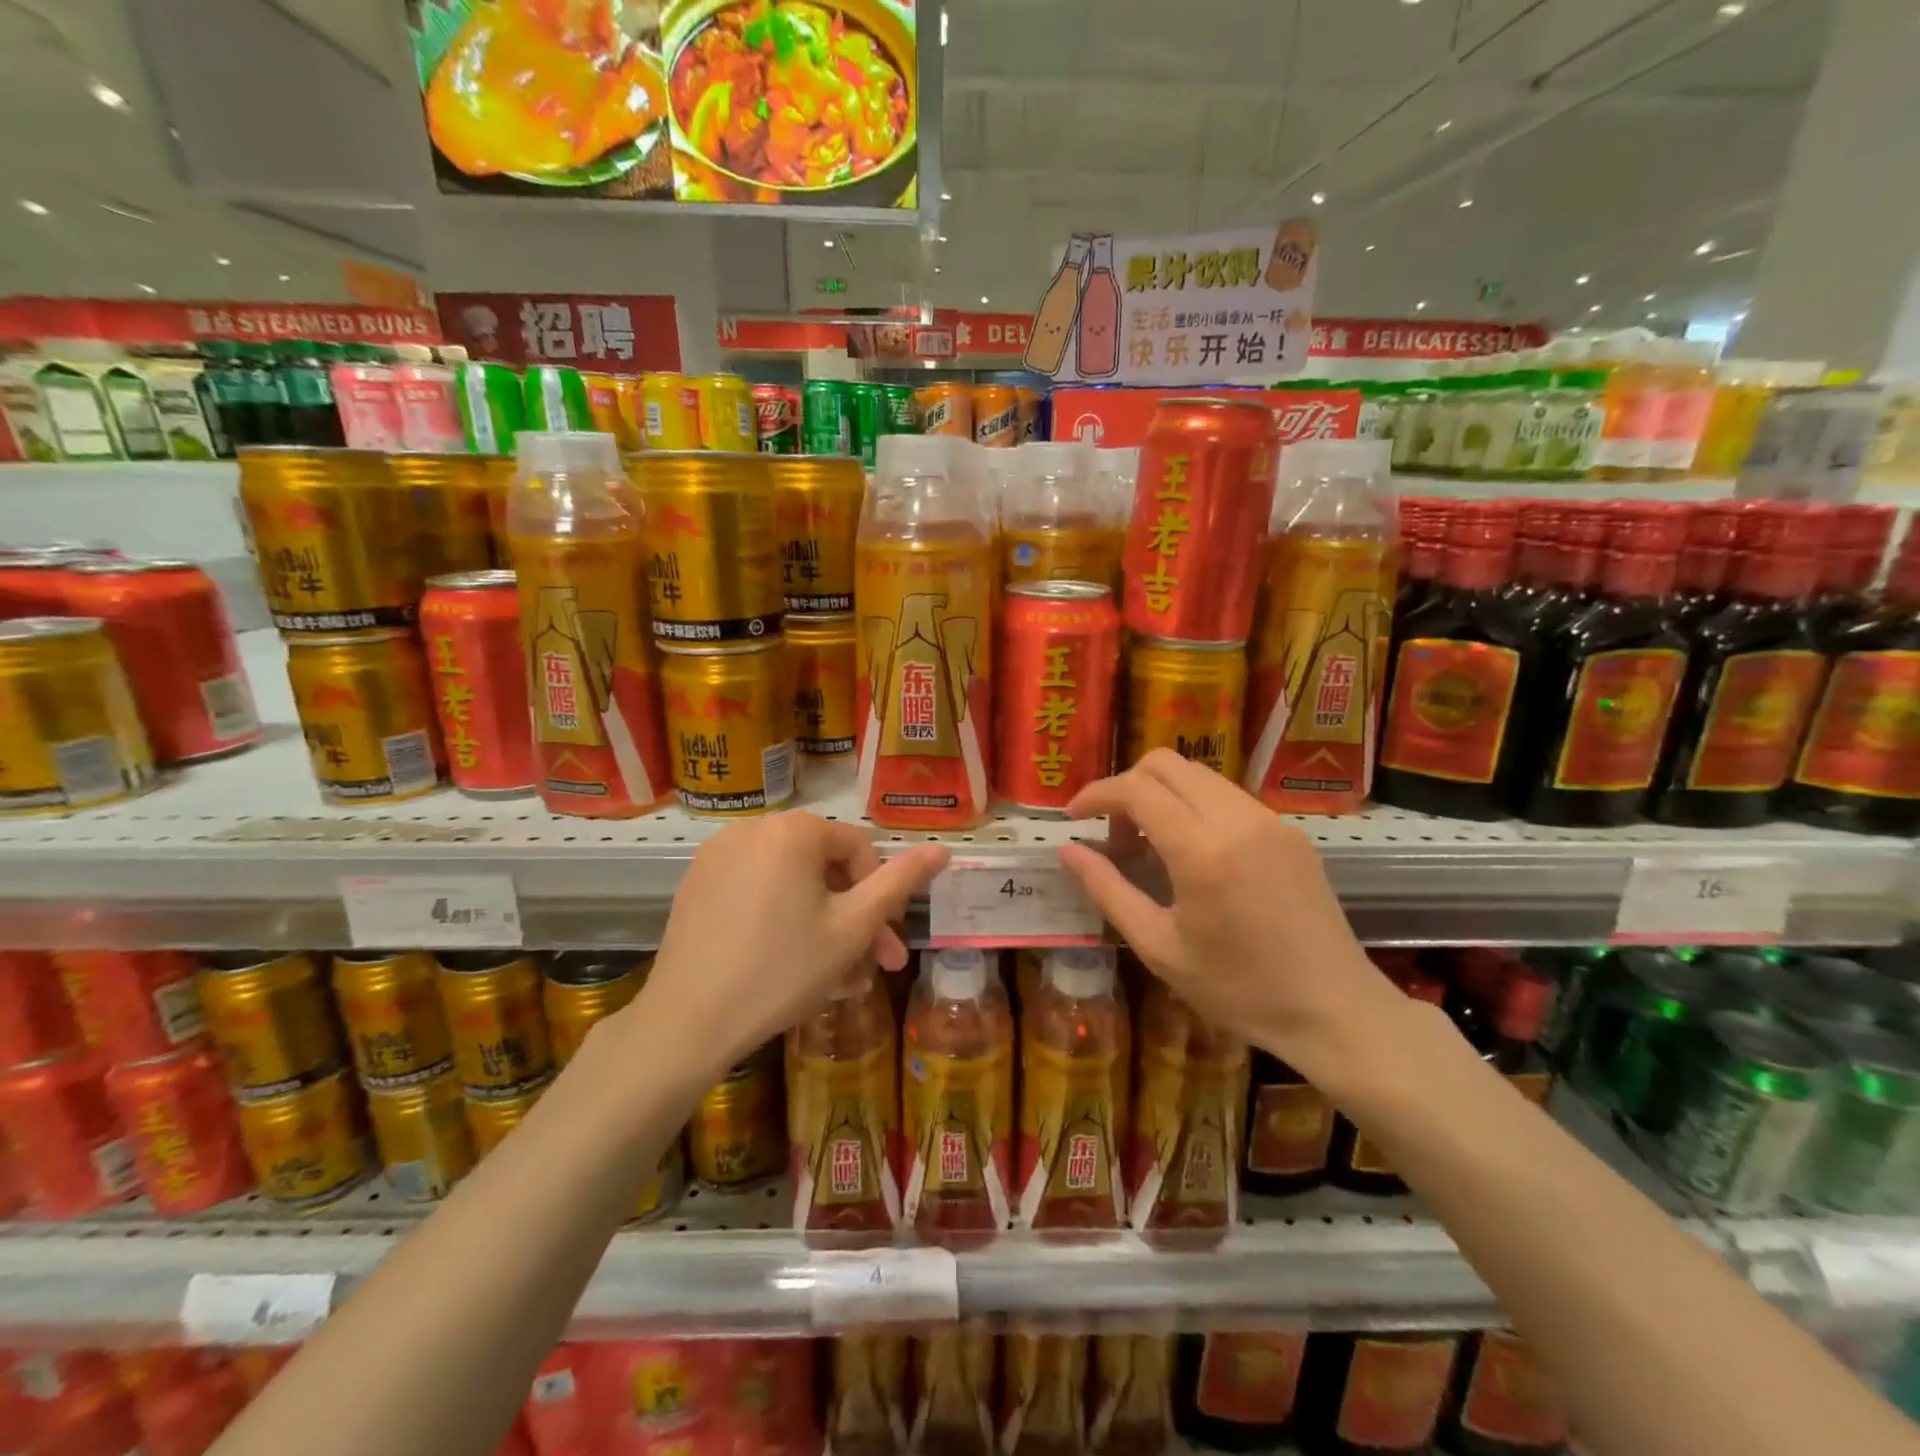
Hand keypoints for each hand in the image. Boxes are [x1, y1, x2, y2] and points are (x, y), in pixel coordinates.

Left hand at [632, 811, 947, 1080]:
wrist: (687, 1023)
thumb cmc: (782, 971)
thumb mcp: (853, 928)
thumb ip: (900, 883)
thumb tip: (942, 850)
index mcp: (793, 830)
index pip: (859, 850)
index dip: (882, 896)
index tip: (887, 942)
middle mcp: (753, 828)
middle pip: (824, 869)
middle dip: (854, 919)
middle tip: (873, 968)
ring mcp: (718, 856)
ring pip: (792, 886)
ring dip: (823, 928)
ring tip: (839, 981)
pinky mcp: (697, 885)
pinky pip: (758, 894)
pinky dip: (783, 922)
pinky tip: (795, 969)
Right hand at [1057, 750, 1398, 1086]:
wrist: (1335, 1011)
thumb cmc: (1238, 990)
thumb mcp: (1159, 947)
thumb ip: (1108, 890)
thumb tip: (1068, 850)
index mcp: (1202, 850)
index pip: (1136, 789)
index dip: (1096, 794)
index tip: (1072, 817)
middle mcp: (1238, 819)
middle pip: (1166, 763)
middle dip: (1126, 785)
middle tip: (1112, 833)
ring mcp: (1270, 820)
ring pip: (1199, 775)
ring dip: (1161, 794)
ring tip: (1148, 845)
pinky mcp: (1290, 830)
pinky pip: (1228, 796)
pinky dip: (1194, 805)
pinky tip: (1192, 852)